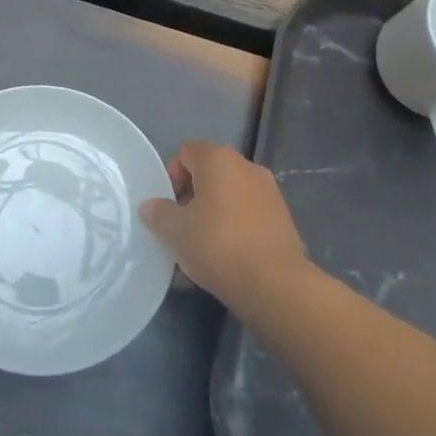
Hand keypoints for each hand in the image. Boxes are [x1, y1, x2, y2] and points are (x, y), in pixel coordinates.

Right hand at [141, 142, 309, 313]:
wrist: (274, 283)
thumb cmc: (217, 244)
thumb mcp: (174, 230)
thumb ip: (159, 213)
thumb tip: (151, 206)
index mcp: (218, 159)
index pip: (185, 153)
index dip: (171, 177)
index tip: (169, 207)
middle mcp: (247, 167)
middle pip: (209, 174)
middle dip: (193, 198)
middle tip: (183, 228)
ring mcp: (270, 192)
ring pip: (230, 197)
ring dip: (214, 215)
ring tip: (203, 250)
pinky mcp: (284, 220)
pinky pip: (249, 216)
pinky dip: (235, 230)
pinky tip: (227, 260)